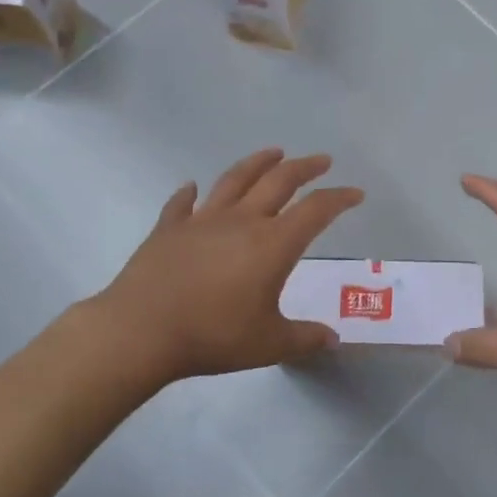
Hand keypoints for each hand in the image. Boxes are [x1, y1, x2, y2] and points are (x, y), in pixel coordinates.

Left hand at [94, 149, 362, 385]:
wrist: (142, 330)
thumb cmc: (213, 336)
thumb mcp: (268, 344)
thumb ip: (304, 338)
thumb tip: (333, 339)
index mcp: (272, 244)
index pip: (315, 210)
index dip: (338, 199)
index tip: (355, 193)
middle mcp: (241, 221)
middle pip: (279, 181)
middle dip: (305, 168)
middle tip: (322, 160)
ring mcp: (202, 220)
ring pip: (235, 179)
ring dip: (257, 163)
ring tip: (273, 152)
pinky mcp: (168, 228)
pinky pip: (182, 203)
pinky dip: (190, 192)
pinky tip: (192, 187)